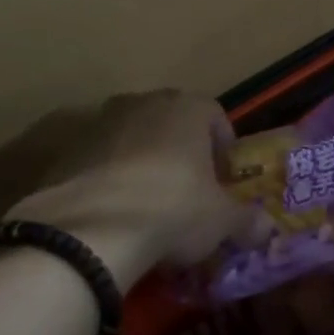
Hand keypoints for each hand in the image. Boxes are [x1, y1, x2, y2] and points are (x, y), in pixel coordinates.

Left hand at [3, 91, 266, 287]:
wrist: (90, 231)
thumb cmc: (173, 209)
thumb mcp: (222, 222)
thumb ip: (248, 221)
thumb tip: (267, 230)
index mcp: (186, 108)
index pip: (215, 115)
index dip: (223, 146)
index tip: (223, 178)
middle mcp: (143, 103)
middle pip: (171, 122)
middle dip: (182, 150)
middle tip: (189, 189)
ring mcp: (99, 123)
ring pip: (132, 138)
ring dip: (143, 162)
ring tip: (148, 204)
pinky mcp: (66, 150)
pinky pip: (99, 160)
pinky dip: (108, 178)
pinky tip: (113, 212)